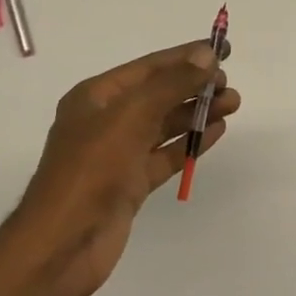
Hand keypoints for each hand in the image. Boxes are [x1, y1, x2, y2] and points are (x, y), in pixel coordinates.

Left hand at [6, 41, 239, 295]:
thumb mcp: (132, 116)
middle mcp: (106, 120)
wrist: (62, 246)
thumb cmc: (91, 170)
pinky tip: (216, 132)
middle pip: (159, 94)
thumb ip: (172, 84)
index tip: (223, 50)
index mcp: (96, 96)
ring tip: (232, 105)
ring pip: (165, 124)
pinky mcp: (130, 184)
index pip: (150, 67)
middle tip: (229, 85)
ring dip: (197, 113)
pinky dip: (190, 142)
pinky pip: (165, 154)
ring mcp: (118, 154)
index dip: (186, 56)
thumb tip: (207, 55)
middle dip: (195, 86)